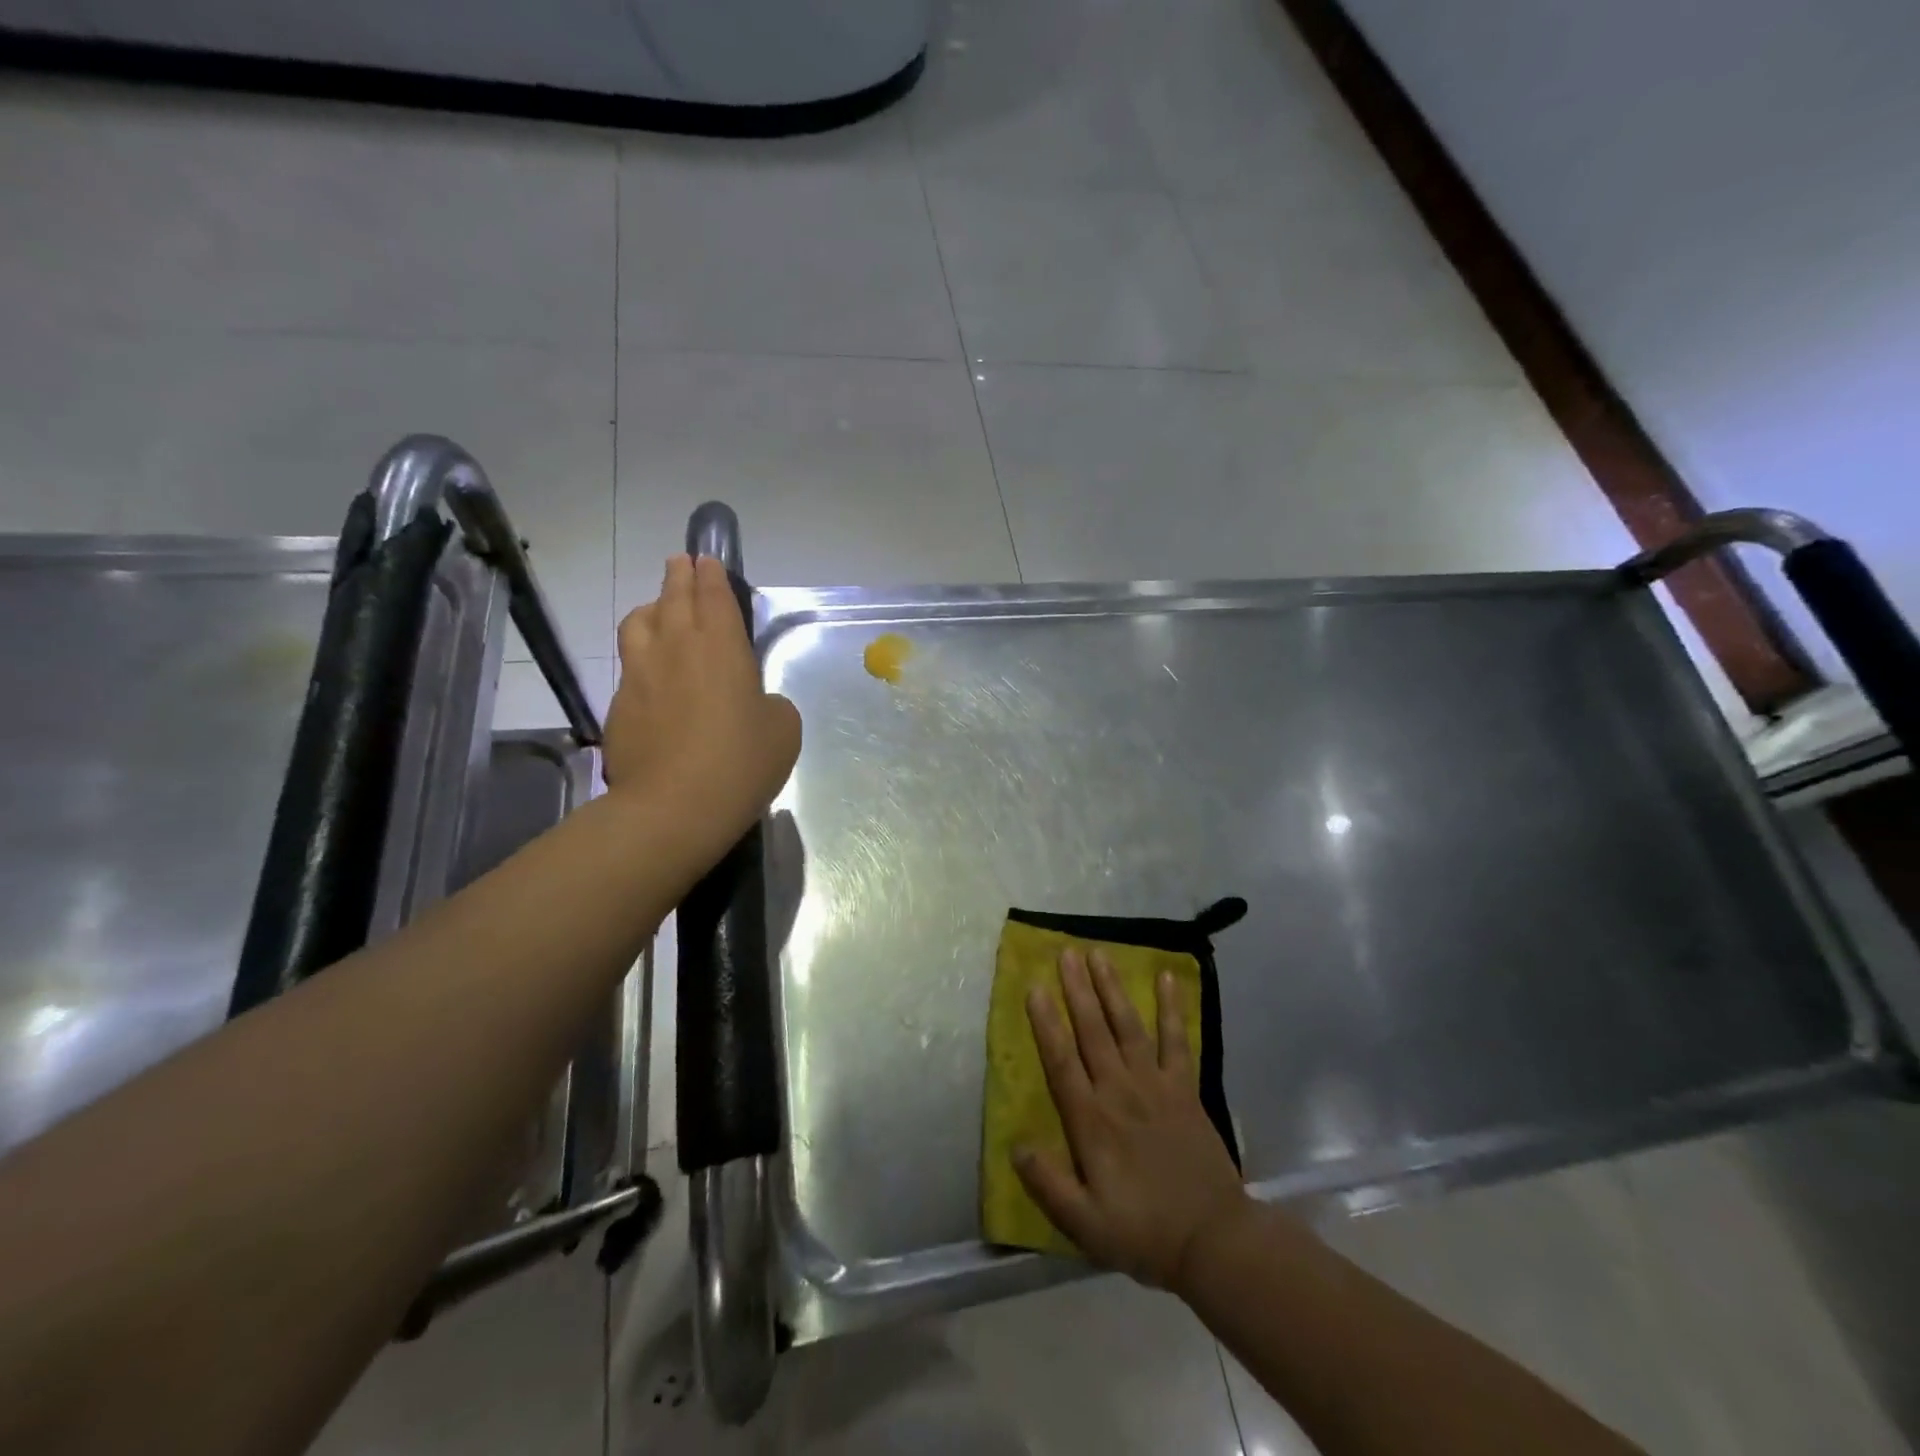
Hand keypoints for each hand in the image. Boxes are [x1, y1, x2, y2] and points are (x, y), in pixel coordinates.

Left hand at [604, 555, 800, 850]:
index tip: (706, 560)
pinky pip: (630, 666)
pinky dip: (641, 658)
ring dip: (651, 608)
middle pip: (673, 598)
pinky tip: (650, 675)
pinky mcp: (618, 705)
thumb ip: (772, 703)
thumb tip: (755, 702)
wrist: (673, 807)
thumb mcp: (783, 729)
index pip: (713, 595)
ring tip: (658, 610)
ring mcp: (640, 674)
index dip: (711, 575)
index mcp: (721, 646)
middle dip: (680, 576)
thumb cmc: (740, 762)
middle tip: (681, 563)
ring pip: (639, 623)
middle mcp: (676, 647)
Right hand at [1017, 947, 1251, 1291]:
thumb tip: (1016, 1144)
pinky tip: (1168, 977)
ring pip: (1127, 1026)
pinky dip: (1172, 1008)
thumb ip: (1048, 1184)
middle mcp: (1120, 1091)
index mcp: (1092, 1121)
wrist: (1213, 1241)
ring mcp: (1155, 1085)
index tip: (1034, 988)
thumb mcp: (1085, 1225)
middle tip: (1065, 952)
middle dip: (1077, 990)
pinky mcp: (1184, 1088)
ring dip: (1112, 988)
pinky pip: (1177, 1040)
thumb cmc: (1143, 1232)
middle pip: (1093, 1031)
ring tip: (1099, 954)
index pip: (1062, 1062)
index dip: (1046, 1024)